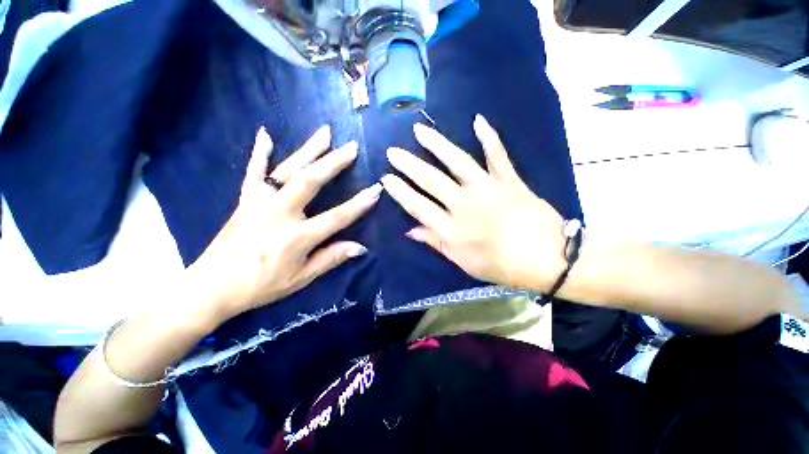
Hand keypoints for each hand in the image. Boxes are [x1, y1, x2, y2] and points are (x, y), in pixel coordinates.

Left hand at [190, 126, 380, 321]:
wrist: (212, 286)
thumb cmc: (261, 285)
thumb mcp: (301, 278)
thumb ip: (331, 258)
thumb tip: (360, 247)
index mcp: (297, 237)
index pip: (337, 216)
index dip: (359, 203)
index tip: (376, 189)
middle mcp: (280, 213)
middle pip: (311, 181)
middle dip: (334, 162)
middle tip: (351, 147)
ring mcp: (260, 203)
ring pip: (287, 170)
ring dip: (308, 150)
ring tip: (325, 132)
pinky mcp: (245, 200)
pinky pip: (254, 173)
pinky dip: (260, 153)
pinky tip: (266, 135)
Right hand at [381, 115, 565, 291]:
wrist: (549, 258)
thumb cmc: (503, 266)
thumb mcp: (464, 263)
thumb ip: (436, 243)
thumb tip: (411, 231)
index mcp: (452, 228)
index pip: (417, 205)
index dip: (399, 191)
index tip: (386, 179)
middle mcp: (464, 203)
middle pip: (430, 179)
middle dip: (408, 165)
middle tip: (393, 151)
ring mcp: (486, 188)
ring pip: (456, 161)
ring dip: (436, 144)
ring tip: (419, 130)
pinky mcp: (508, 179)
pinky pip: (497, 154)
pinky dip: (489, 136)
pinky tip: (478, 120)